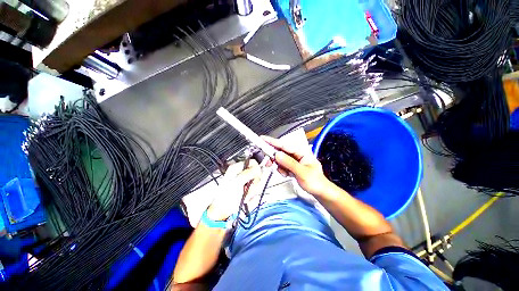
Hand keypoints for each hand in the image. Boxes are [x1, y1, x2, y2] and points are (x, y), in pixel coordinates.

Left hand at [206, 160, 261, 220]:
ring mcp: (246, 181)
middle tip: (248, 187)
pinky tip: (246, 197)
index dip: (256, 169)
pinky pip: (256, 189)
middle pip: (257, 172)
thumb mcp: (237, 182)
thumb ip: (248, 173)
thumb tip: (257, 167)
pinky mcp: (248, 188)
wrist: (224, 210)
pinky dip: (252, 194)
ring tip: (245, 194)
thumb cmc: (226, 196)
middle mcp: (242, 173)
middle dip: (254, 181)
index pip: (252, 162)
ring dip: (253, 190)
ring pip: (257, 181)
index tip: (254, 177)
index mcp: (237, 167)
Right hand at [262, 135, 330, 195]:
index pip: (285, 145)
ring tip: (285, 172)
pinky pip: (282, 165)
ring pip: (280, 159)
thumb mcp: (302, 172)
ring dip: (279, 166)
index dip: (273, 142)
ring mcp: (294, 160)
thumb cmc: (316, 182)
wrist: (320, 192)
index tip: (263, 139)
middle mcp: (297, 154)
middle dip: (274, 157)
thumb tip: (277, 155)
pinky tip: (287, 174)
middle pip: (281, 151)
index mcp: (302, 152)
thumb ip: (289, 163)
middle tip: (269, 162)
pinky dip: (281, 170)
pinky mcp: (291, 166)